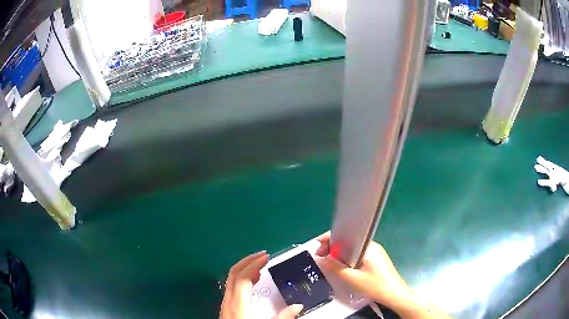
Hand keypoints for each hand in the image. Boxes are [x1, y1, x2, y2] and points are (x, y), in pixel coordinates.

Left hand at [220, 251, 303, 318]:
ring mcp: (225, 303)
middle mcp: (228, 300)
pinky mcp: (226, 307)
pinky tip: (252, 282)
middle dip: (248, 261)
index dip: (254, 264)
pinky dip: (242, 278)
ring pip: (231, 279)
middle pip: (233, 273)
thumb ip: (282, 318)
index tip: (267, 257)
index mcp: (237, 304)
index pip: (242, 276)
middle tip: (263, 256)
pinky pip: (232, 286)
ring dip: (244, 268)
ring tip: (260, 267)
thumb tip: (298, 307)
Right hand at [315, 232, 448, 318]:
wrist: (394, 295)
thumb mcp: (351, 278)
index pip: (346, 235)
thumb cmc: (374, 285)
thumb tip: (321, 258)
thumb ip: (334, 267)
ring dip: (339, 254)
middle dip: (332, 248)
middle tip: (320, 258)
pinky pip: (357, 254)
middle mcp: (371, 245)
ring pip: (352, 249)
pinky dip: (347, 259)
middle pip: (348, 241)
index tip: (317, 247)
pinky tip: (342, 267)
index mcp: (367, 246)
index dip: (329, 239)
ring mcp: (374, 252)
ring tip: (328, 263)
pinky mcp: (375, 260)